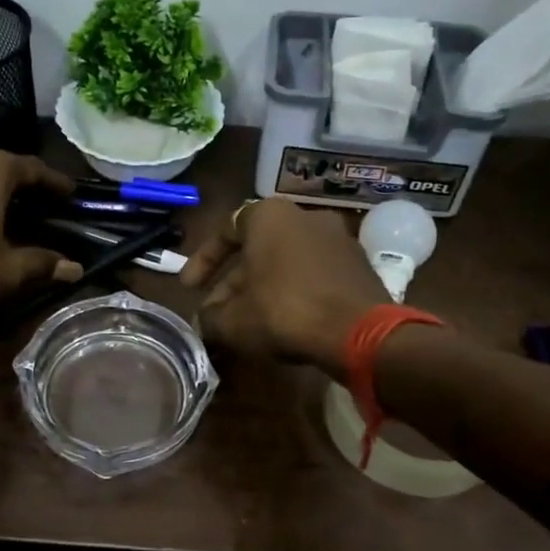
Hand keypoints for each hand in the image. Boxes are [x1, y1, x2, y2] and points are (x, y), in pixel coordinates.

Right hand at [181, 198, 387, 377]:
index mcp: (270, 216)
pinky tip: (285, 323)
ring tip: (248, 321)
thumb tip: (204, 322)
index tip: (189, 288)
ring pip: (286, 263)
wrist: (360, 334)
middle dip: (233, 282)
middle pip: (257, 249)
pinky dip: (294, 293)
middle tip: (217, 312)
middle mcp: (305, 217)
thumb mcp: (232, 321)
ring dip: (263, 289)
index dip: (202, 261)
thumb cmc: (284, 313)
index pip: (225, 230)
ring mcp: (338, 239)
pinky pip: (313, 275)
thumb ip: (209, 318)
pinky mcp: (359, 265)